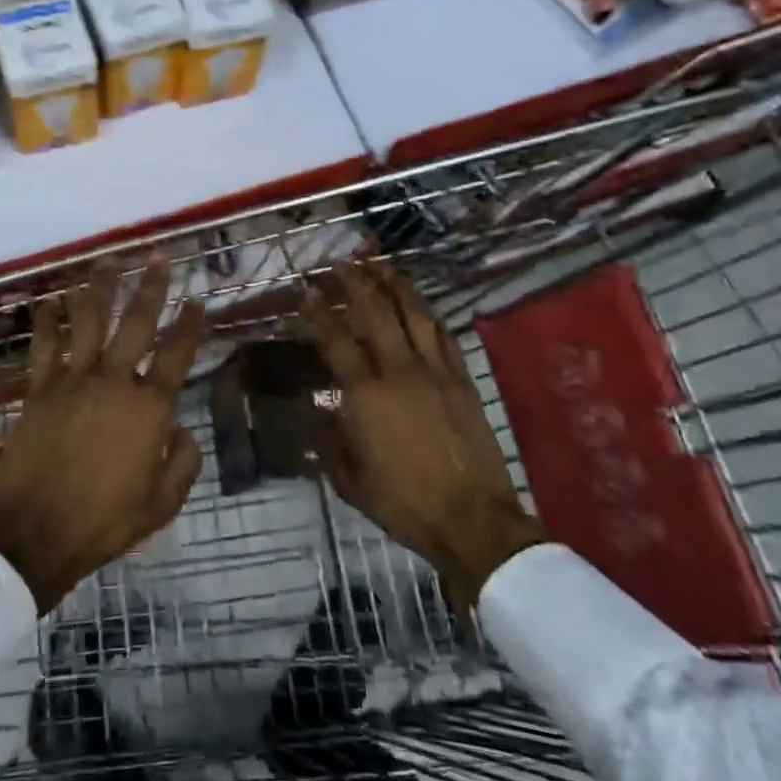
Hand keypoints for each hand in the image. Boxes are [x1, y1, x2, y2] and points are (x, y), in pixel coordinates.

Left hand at [0, 263, 205, 613]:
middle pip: (136, 323)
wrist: (36, 536)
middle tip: (156, 257)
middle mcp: (115, 382)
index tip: (196, 300)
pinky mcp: (38, 390)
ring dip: (98, 289)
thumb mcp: (162, 503)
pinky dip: (46, 322)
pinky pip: (43, 347)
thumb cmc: (105, 523)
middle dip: (150, 286)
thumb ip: (182, 462)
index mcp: (150, 408)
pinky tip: (48, 299)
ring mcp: (73, 381)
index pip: (177, 354)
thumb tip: (180, 429)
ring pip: (88, 322)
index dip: (189, 324)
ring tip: (106, 261)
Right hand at [303, 261, 544, 616]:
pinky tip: (420, 305)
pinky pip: (443, 336)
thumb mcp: (350, 481)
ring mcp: (436, 372)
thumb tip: (316, 414)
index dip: (319, 312)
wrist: (473, 520)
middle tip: (342, 261)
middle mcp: (400, 371)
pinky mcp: (463, 380)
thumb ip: (329, 443)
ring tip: (381, 264)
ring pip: (414, 314)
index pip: (337, 340)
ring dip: (395, 285)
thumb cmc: (404, 503)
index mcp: (366, 395)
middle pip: (375, 313)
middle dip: (356, 282)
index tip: (308, 290)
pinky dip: (428, 315)